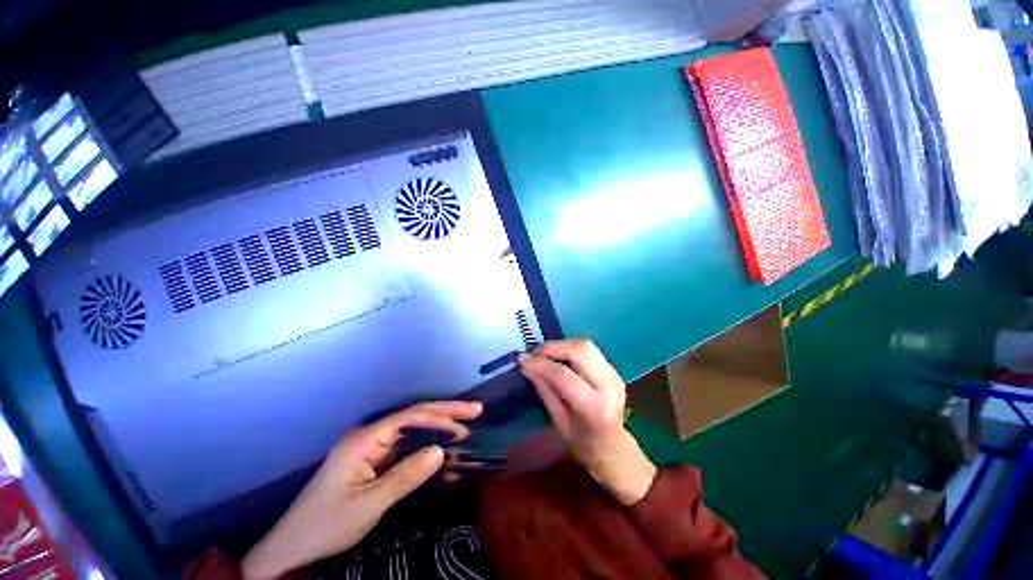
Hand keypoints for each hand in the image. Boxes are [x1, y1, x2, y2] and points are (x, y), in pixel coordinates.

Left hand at [241, 401, 482, 579]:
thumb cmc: (327, 525)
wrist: (292, 548)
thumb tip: (440, 451)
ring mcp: (371, 449)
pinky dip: (425, 451)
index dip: (441, 415)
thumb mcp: (368, 505)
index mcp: (365, 439)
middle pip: (414, 417)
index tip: (467, 419)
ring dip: (438, 432)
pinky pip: (405, 450)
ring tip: (465, 430)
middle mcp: (369, 436)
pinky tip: (442, 455)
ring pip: (412, 432)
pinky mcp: (372, 462)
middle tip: (475, 411)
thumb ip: (405, 476)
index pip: (410, 416)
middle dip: (445, 414)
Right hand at [519, 340, 656, 504]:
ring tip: (544, 352)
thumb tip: (526, 366)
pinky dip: (570, 347)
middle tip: (534, 352)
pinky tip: (558, 354)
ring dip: (561, 344)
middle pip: (580, 351)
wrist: (612, 445)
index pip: (564, 376)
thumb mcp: (558, 419)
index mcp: (594, 407)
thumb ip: (544, 389)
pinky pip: (589, 349)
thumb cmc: (581, 440)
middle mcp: (609, 386)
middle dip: (553, 347)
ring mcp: (614, 375)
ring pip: (586, 345)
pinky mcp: (613, 369)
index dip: (541, 364)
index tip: (522, 358)